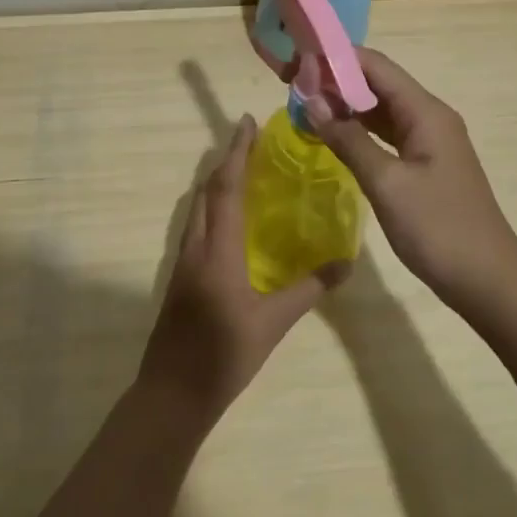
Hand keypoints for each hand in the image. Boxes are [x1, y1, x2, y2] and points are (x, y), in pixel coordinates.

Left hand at [138, 114, 341, 421]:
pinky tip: (231, 217)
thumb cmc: (222, 356)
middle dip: (227, 159)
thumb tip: (346, 263)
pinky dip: (213, 205)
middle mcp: (195, 246)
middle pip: (207, 190)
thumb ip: (309, 291)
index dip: (237, 152)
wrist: (171, 394)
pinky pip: (197, 224)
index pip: (226, 188)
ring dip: (217, 180)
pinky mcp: (181, 276)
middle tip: (252, 139)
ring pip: (198, 206)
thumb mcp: (272, 324)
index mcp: (217, 250)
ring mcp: (183, 261)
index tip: (248, 122)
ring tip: (243, 167)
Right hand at [306, 49, 516, 302]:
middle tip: (291, 86)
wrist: (487, 280)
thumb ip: (348, 139)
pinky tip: (333, 136)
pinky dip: (359, 131)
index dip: (335, 59)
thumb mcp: (386, 183)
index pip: (375, 66)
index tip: (295, 63)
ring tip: (304, 106)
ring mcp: (430, 141)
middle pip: (378, 83)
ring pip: (381, 110)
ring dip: (345, 105)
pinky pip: (387, 134)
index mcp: (425, 112)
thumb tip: (311, 101)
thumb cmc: (438, 228)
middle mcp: (429, 117)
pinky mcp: (426, 164)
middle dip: (335, 80)